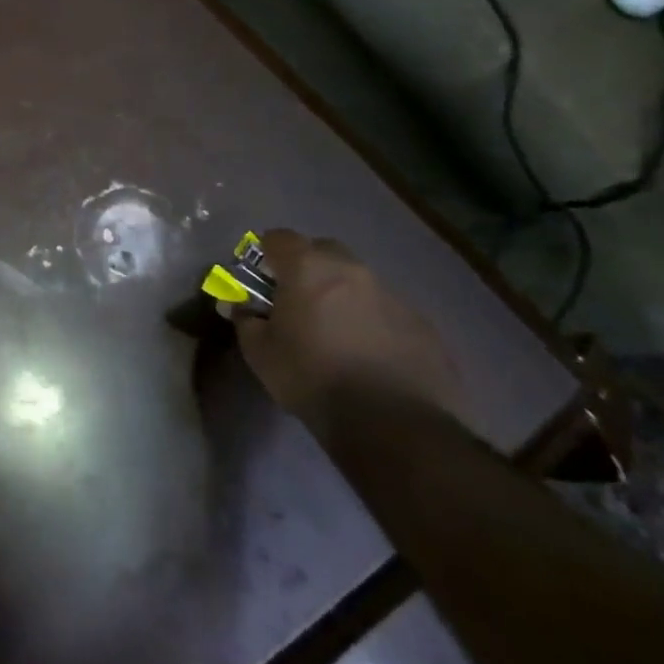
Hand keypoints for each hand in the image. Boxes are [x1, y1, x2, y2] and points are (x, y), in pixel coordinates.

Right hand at [236, 230, 463, 436]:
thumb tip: (239, 307)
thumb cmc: (313, 378)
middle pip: (323, 251)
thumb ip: (245, 319)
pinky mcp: (424, 327)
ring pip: (358, 282)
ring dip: (342, 296)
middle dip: (307, 268)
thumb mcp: (260, 352)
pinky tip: (368, 356)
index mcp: (308, 268)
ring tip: (336, 334)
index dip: (265, 254)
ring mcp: (394, 297)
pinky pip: (388, 312)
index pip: (278, 237)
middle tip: (297, 302)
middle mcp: (353, 271)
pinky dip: (373, 322)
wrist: (394, 426)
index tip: (260, 280)